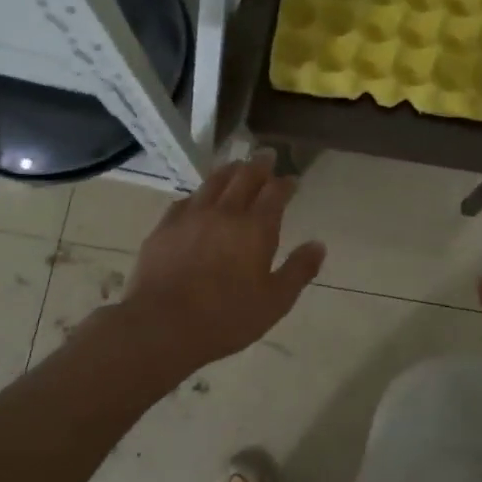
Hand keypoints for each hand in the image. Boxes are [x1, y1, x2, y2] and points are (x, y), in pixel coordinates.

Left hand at [120, 152, 324, 370]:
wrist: (162, 326)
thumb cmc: (227, 317)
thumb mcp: (275, 301)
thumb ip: (299, 270)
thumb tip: (318, 245)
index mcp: (255, 228)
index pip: (275, 193)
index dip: (285, 183)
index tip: (292, 180)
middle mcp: (224, 213)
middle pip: (244, 177)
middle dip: (258, 165)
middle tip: (266, 156)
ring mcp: (191, 217)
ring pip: (213, 182)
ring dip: (228, 171)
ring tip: (235, 167)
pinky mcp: (164, 228)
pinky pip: (185, 201)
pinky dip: (198, 194)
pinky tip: (198, 199)